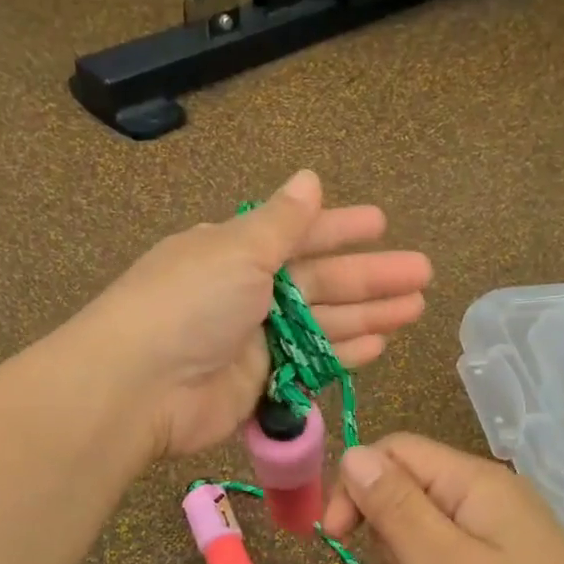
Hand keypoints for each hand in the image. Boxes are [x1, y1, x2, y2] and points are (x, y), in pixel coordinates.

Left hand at [84, 170, 431, 458]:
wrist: (140, 386)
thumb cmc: (190, 304)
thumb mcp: (237, 250)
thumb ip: (281, 222)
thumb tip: (309, 177)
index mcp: (234, 251)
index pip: (298, 234)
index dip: (341, 228)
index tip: (383, 223)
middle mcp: (246, 292)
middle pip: (320, 280)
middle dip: (371, 276)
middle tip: (423, 273)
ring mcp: (255, 341)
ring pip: (323, 323)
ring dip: (368, 314)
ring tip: (415, 308)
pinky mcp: (261, 384)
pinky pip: (311, 364)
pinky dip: (343, 354)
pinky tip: (379, 345)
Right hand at [322, 434, 563, 563]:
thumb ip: (393, 506)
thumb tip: (352, 454)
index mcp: (475, 479)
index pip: (393, 450)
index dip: (355, 484)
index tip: (336, 540)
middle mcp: (491, 490)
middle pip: (409, 483)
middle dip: (388, 528)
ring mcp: (504, 524)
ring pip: (427, 520)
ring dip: (412, 558)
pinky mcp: (511, 556)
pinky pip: (453, 547)